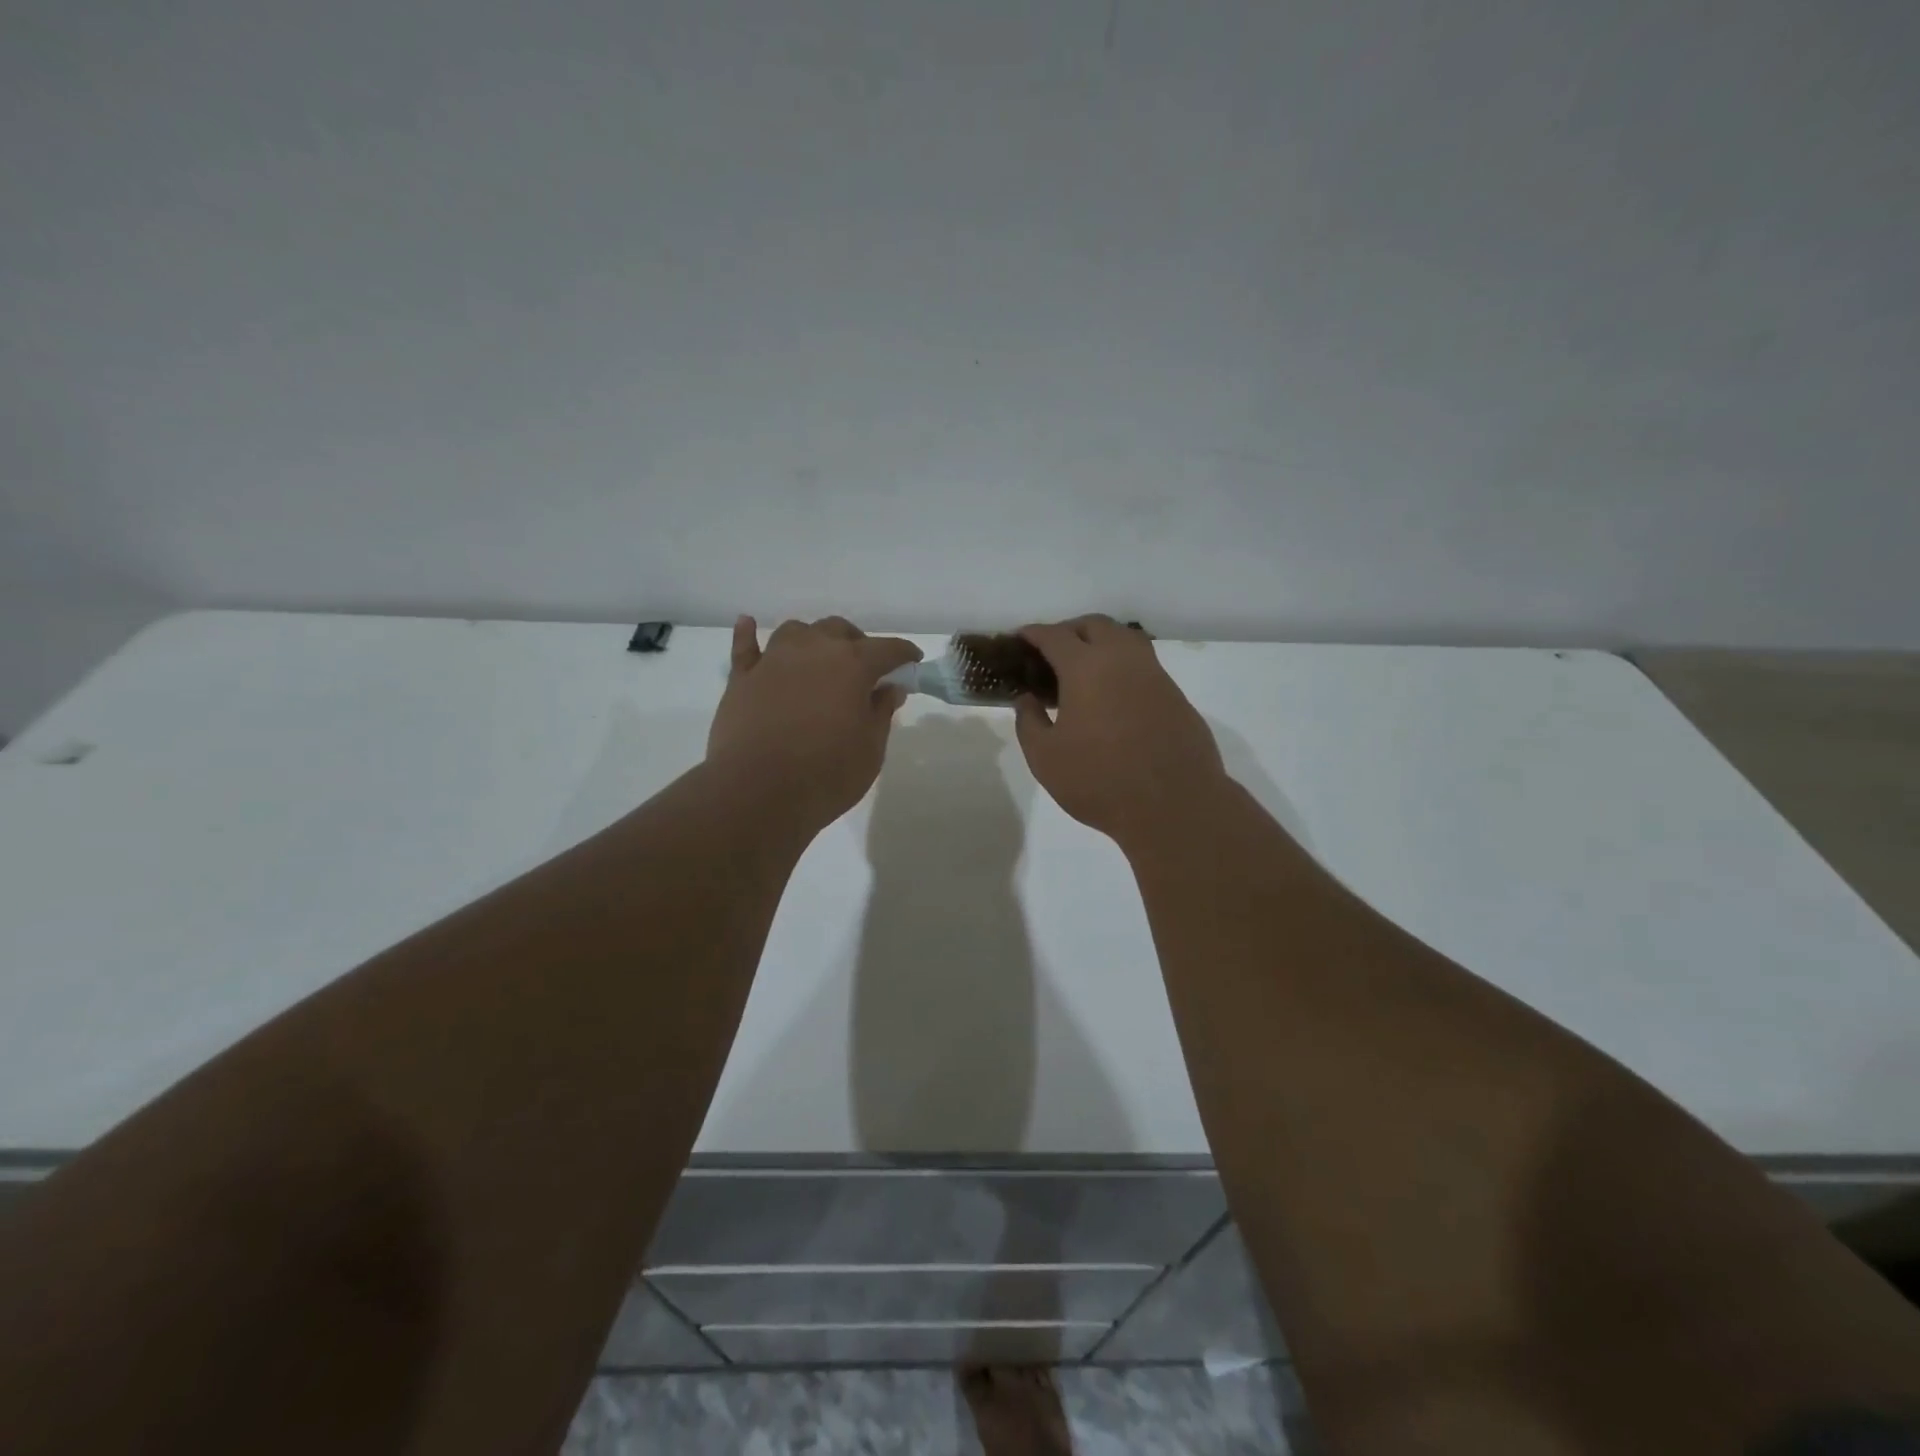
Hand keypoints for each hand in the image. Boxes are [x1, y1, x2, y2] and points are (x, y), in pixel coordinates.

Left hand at [707, 616, 921, 830]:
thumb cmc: (826, 774)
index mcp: (852, 665)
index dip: (903, 654)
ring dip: (812, 639)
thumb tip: (889, 688)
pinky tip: (749, 625)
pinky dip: (749, 634)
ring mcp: (773, 660)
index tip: (911, 662)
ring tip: (817, 659)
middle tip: (864, 669)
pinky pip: (745, 646)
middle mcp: (812, 650)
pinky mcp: (741, 678)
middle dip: (856, 643)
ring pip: (796, 631)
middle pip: (839, 630)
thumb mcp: (871, 750)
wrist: (757, 792)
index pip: (887, 649)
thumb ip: (881, 712)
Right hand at [1011, 615, 1229, 849]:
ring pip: (1125, 639)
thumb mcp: (1045, 758)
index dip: (1034, 634)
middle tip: (1052, 652)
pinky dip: (1122, 667)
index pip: (1055, 636)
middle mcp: (1122, 659)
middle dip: (1070, 630)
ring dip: (1101, 642)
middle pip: (1094, 625)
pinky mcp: (1175, 695)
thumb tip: (1027, 699)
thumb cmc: (1099, 780)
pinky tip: (1113, 695)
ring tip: (1084, 668)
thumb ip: (1029, 721)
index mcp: (1086, 667)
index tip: (1021, 638)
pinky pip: (1143, 665)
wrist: (1174, 805)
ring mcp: (1155, 675)